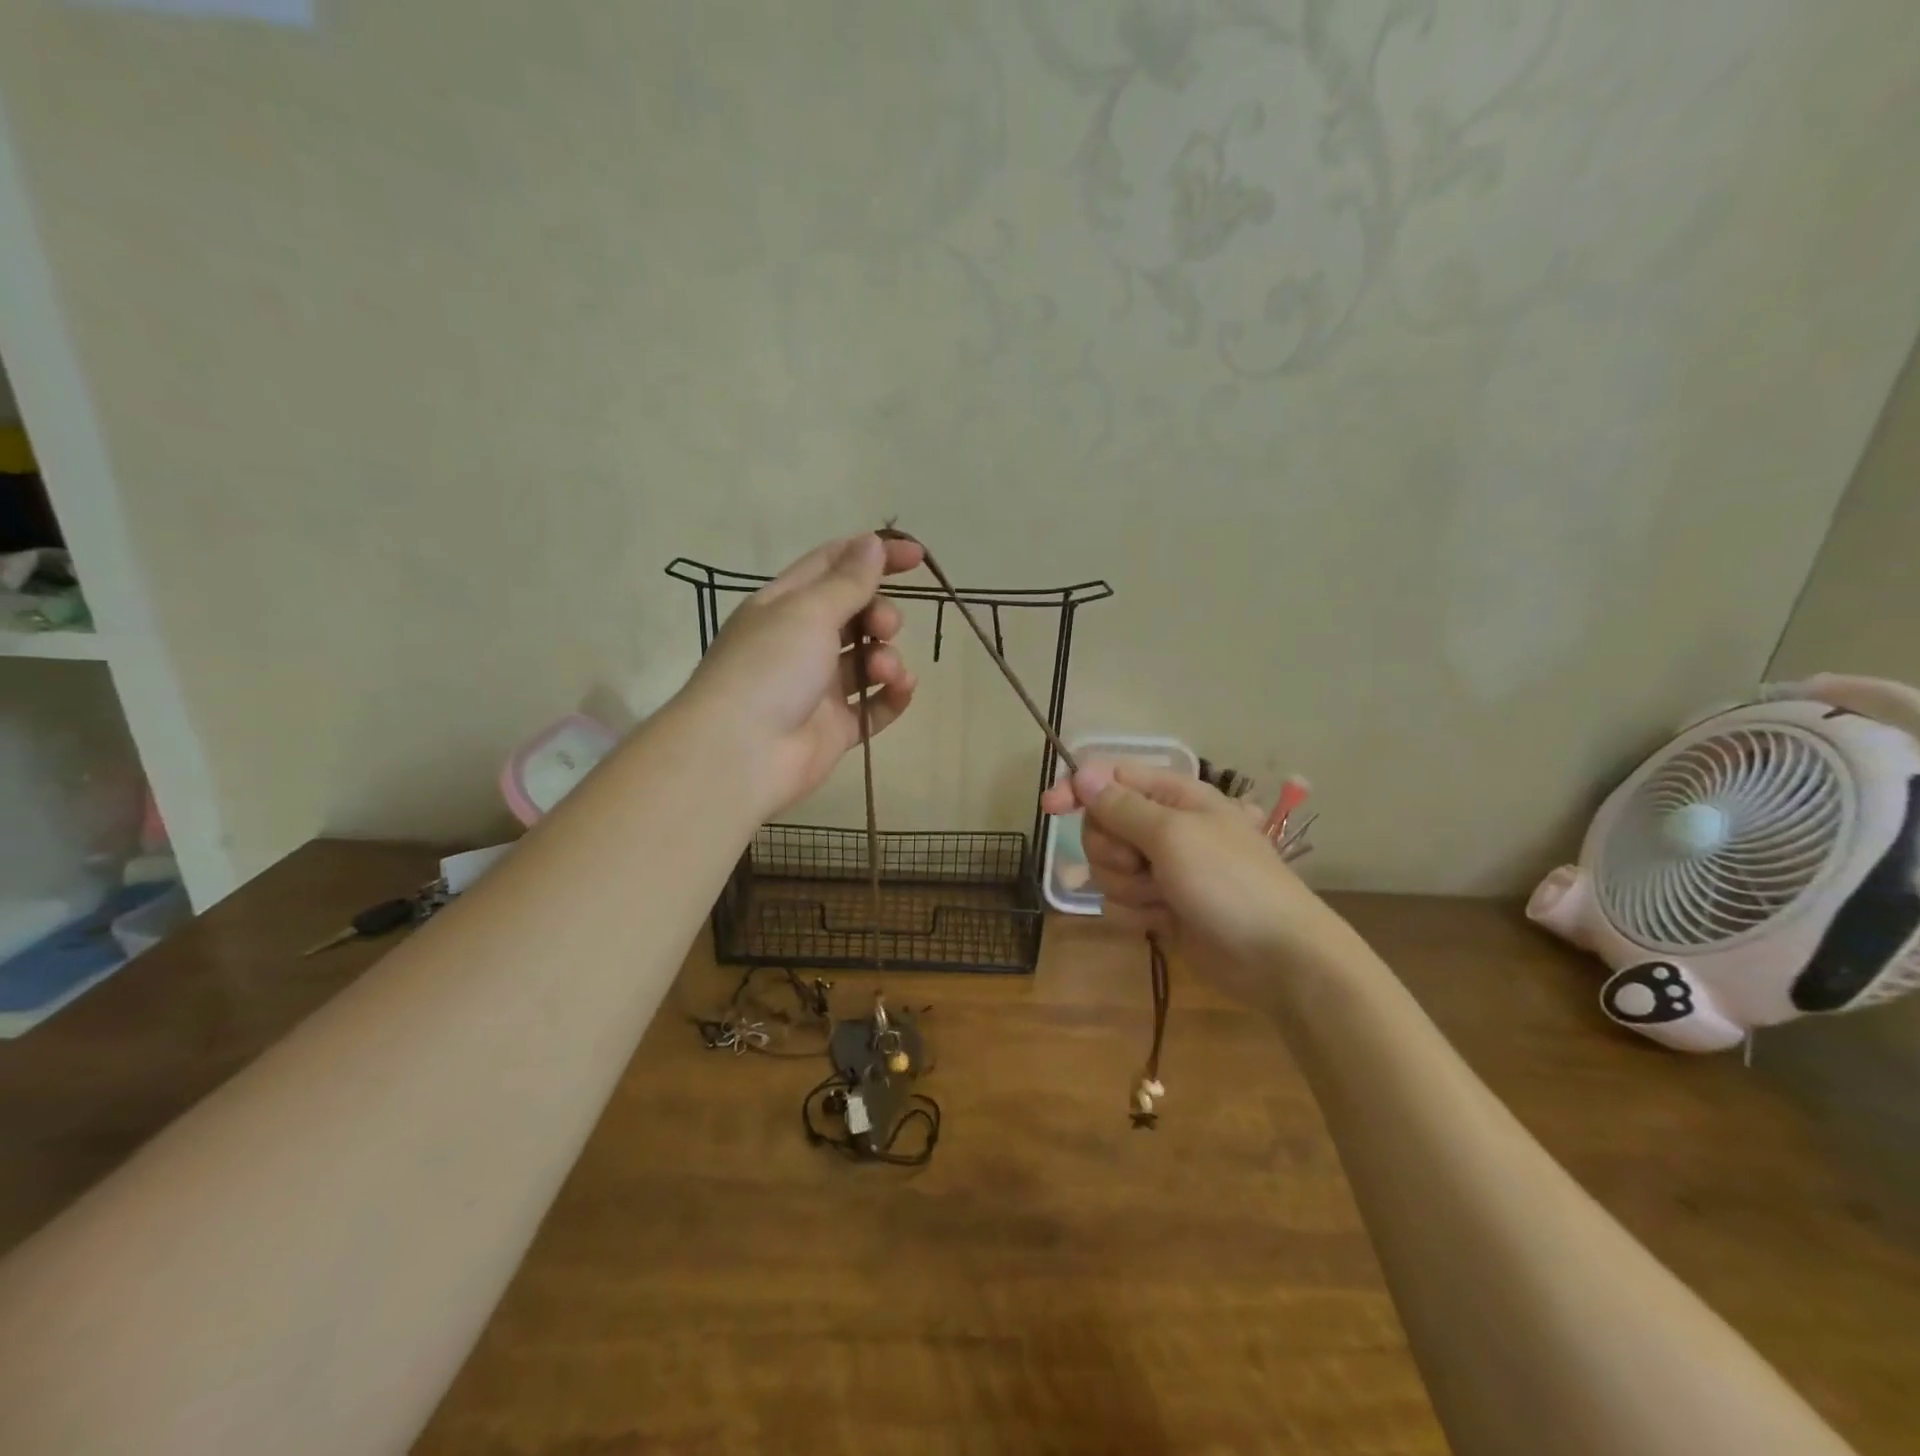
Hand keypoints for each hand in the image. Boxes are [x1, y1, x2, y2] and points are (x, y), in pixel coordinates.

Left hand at [677, 532, 924, 818]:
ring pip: (868, 660)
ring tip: (885, 671)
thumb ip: (848, 581)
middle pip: (855, 614)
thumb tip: (872, 542)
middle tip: (884, 627)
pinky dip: (892, 696)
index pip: (833, 565)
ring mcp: (819, 687)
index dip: (873, 555)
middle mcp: (801, 642)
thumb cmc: (770, 668)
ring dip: (887, 657)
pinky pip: (875, 706)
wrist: (742, 754)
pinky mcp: (836, 728)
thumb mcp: (808, 612)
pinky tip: (902, 690)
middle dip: (881, 614)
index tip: (917, 557)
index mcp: (784, 605)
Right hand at [1041, 763, 1344, 996]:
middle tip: (1143, 865)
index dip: (1077, 789)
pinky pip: (1121, 903)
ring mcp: (1162, 870)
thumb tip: (1082, 774)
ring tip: (1164, 899)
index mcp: (1174, 797)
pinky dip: (1138, 915)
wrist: (1277, 958)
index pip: (1110, 778)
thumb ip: (1122, 807)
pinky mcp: (1160, 907)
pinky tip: (1166, 923)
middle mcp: (1165, 828)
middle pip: (1102, 827)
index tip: (1050, 808)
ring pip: (1107, 869)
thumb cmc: (1229, 883)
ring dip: (1129, 888)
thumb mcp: (1173, 835)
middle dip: (1113, 851)